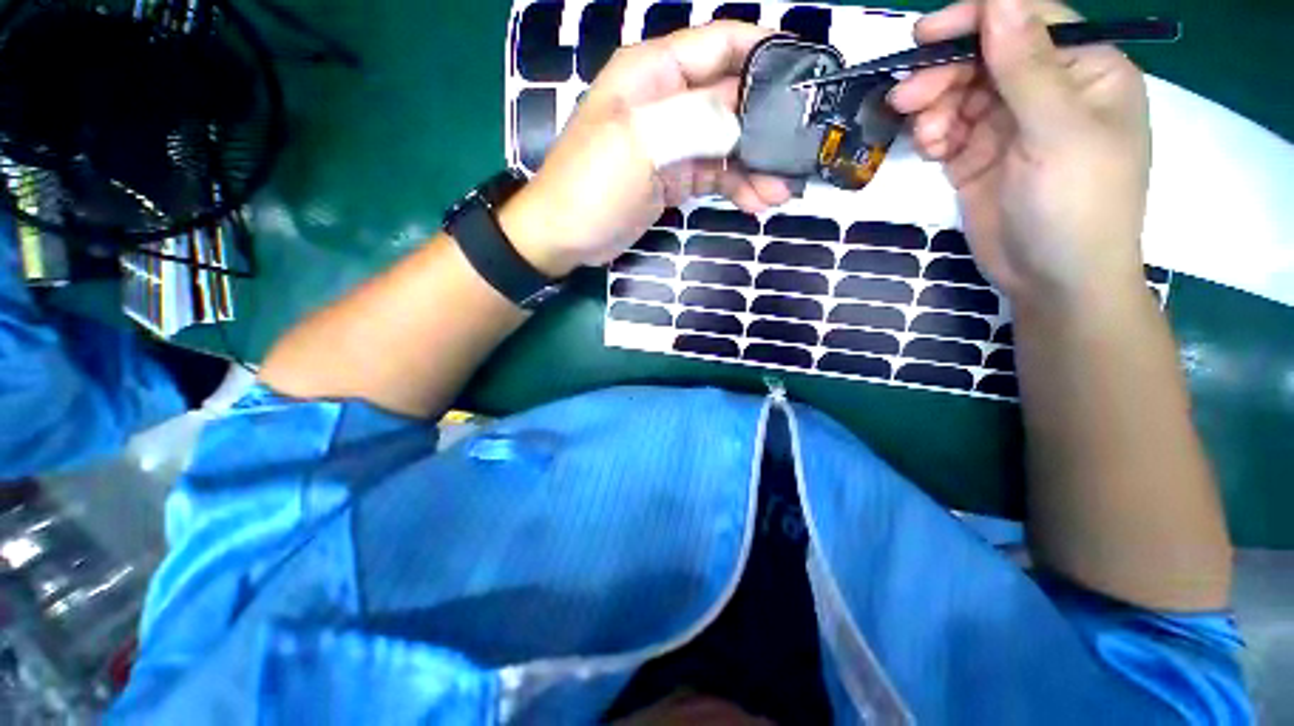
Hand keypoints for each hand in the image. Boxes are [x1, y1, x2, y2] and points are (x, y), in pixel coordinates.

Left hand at [502, 22, 791, 277]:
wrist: (566, 237)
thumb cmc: (591, 186)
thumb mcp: (637, 144)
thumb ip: (692, 122)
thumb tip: (743, 120)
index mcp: (654, 73)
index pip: (721, 44)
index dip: (766, 53)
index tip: (807, 77)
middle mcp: (668, 100)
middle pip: (732, 99)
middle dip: (768, 125)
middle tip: (799, 154)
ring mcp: (674, 143)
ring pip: (729, 142)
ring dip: (757, 165)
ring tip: (781, 192)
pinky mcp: (676, 178)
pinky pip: (716, 175)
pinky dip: (738, 187)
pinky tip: (757, 203)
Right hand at [888, 0, 1151, 306]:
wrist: (1054, 279)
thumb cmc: (1077, 204)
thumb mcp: (1060, 132)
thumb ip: (1029, 66)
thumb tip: (1000, 0)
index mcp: (1085, 70)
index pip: (1027, 21)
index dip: (978, 18)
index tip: (926, 34)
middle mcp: (1048, 89)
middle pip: (985, 58)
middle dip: (944, 74)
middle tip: (906, 97)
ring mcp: (1010, 125)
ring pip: (961, 94)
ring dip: (934, 108)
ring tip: (925, 136)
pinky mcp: (980, 157)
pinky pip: (949, 130)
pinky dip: (934, 135)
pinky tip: (932, 149)